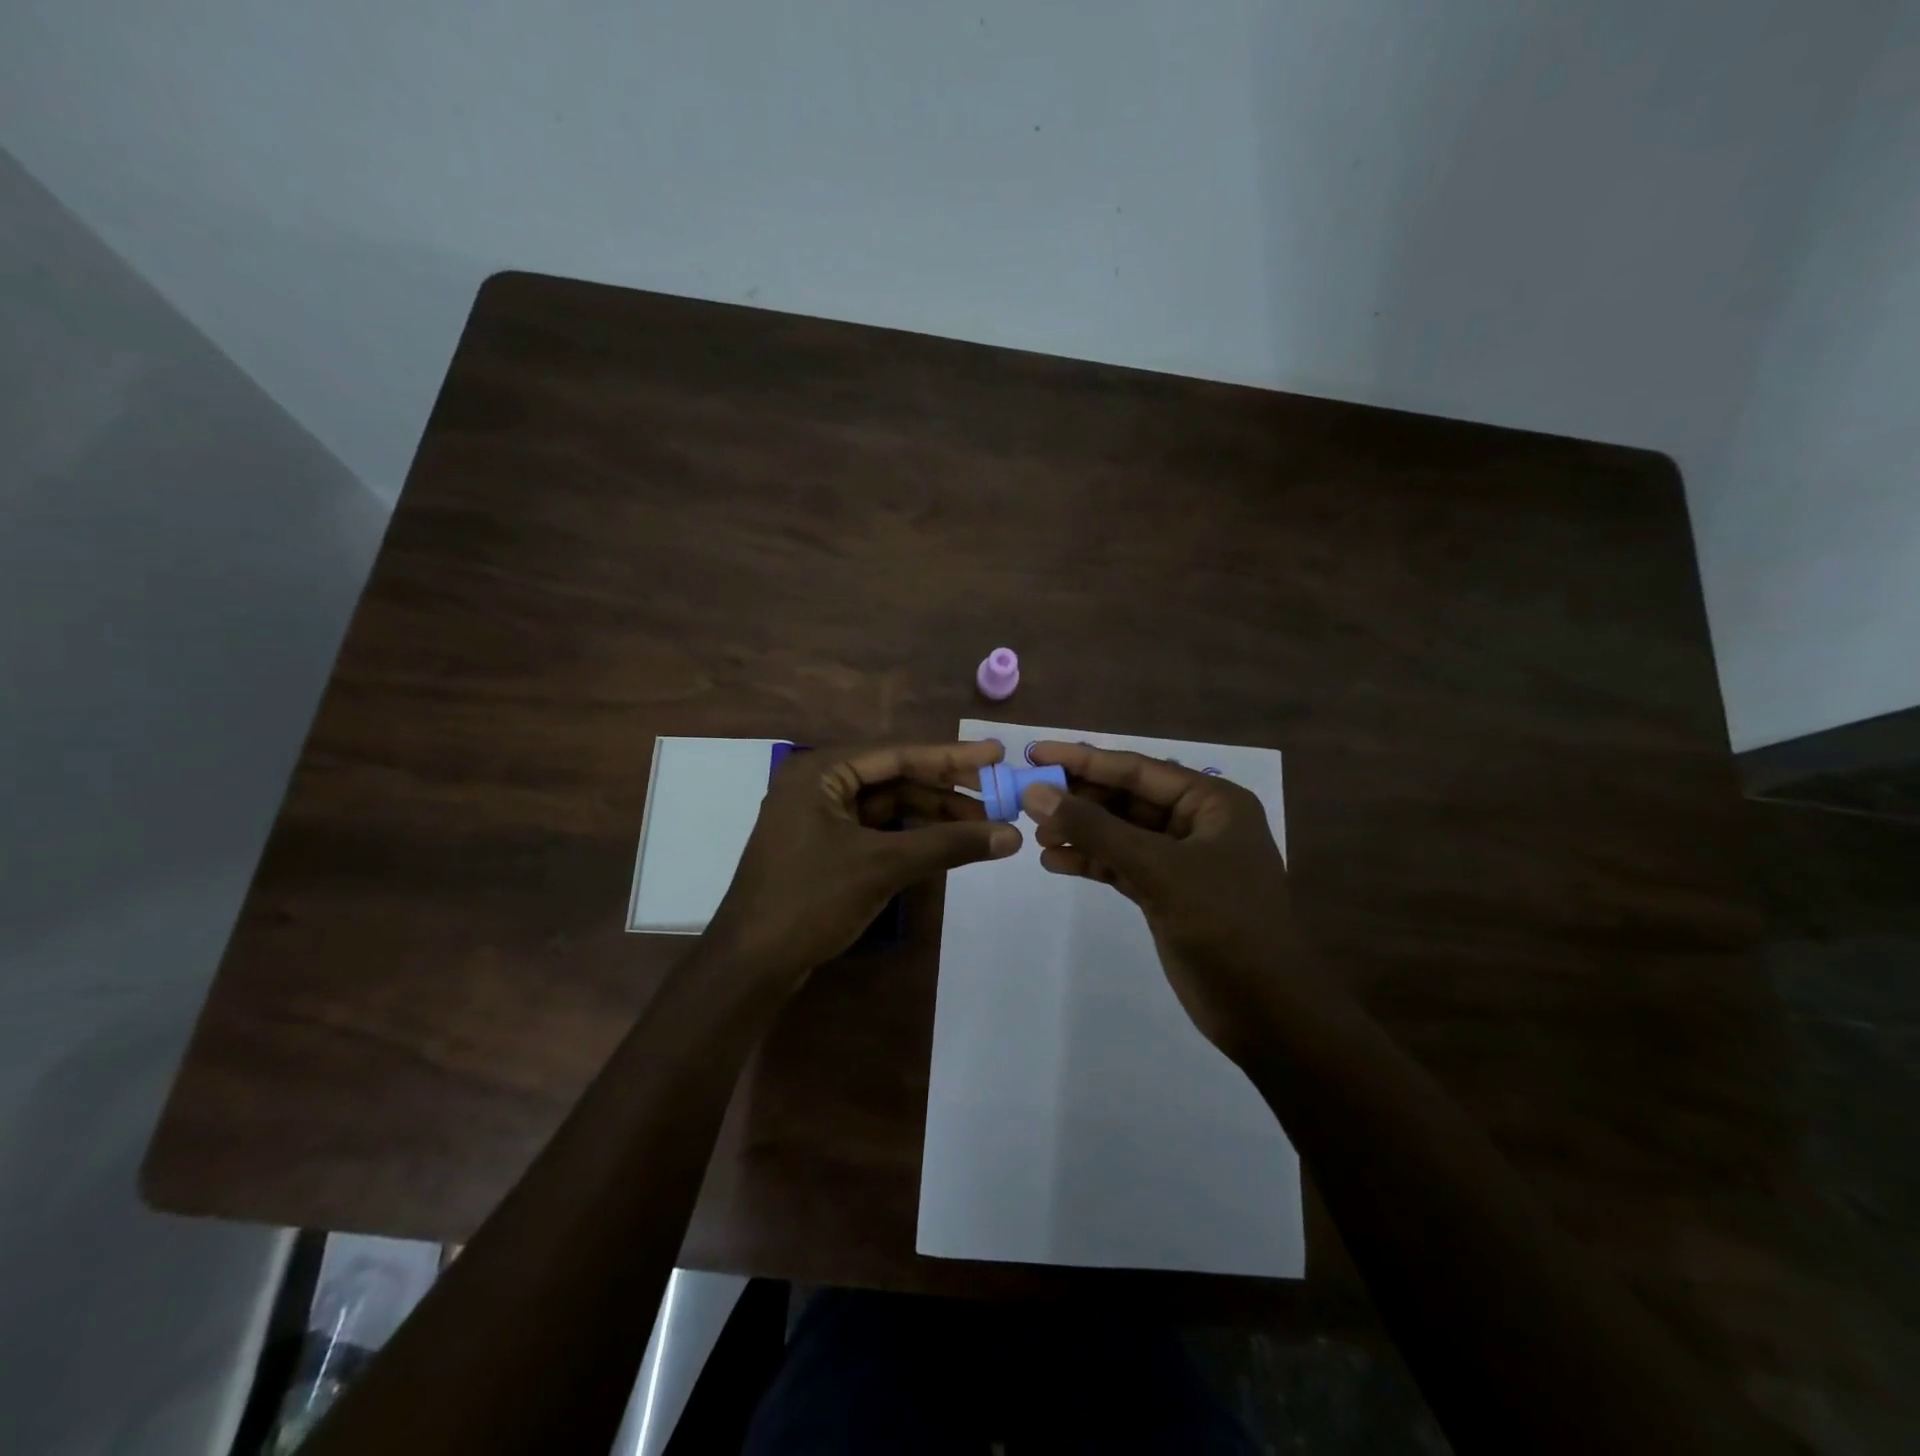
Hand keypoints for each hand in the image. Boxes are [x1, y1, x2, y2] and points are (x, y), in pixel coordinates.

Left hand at [706, 740, 1020, 990]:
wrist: (750, 965)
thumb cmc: (810, 900)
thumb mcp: (882, 866)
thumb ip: (948, 844)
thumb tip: (1013, 835)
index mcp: (821, 772)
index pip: (898, 754)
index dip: (952, 756)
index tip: (997, 752)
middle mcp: (818, 785)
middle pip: (895, 778)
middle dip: (946, 790)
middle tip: (997, 795)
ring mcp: (819, 818)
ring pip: (888, 807)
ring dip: (932, 816)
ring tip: (982, 827)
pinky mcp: (824, 849)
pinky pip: (877, 831)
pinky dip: (911, 837)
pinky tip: (945, 844)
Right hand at [1021, 742, 1326, 1061]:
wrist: (1267, 1012)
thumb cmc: (1223, 924)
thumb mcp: (1157, 869)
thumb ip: (1095, 829)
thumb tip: (1037, 792)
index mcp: (1212, 802)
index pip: (1137, 769)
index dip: (1084, 760)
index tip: (1035, 752)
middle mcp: (1197, 823)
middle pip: (1126, 798)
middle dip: (1079, 799)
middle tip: (1027, 799)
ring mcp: (1181, 860)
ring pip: (1120, 833)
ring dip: (1080, 832)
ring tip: (1037, 835)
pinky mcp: (1167, 893)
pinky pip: (1121, 865)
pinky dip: (1090, 862)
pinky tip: (1055, 862)